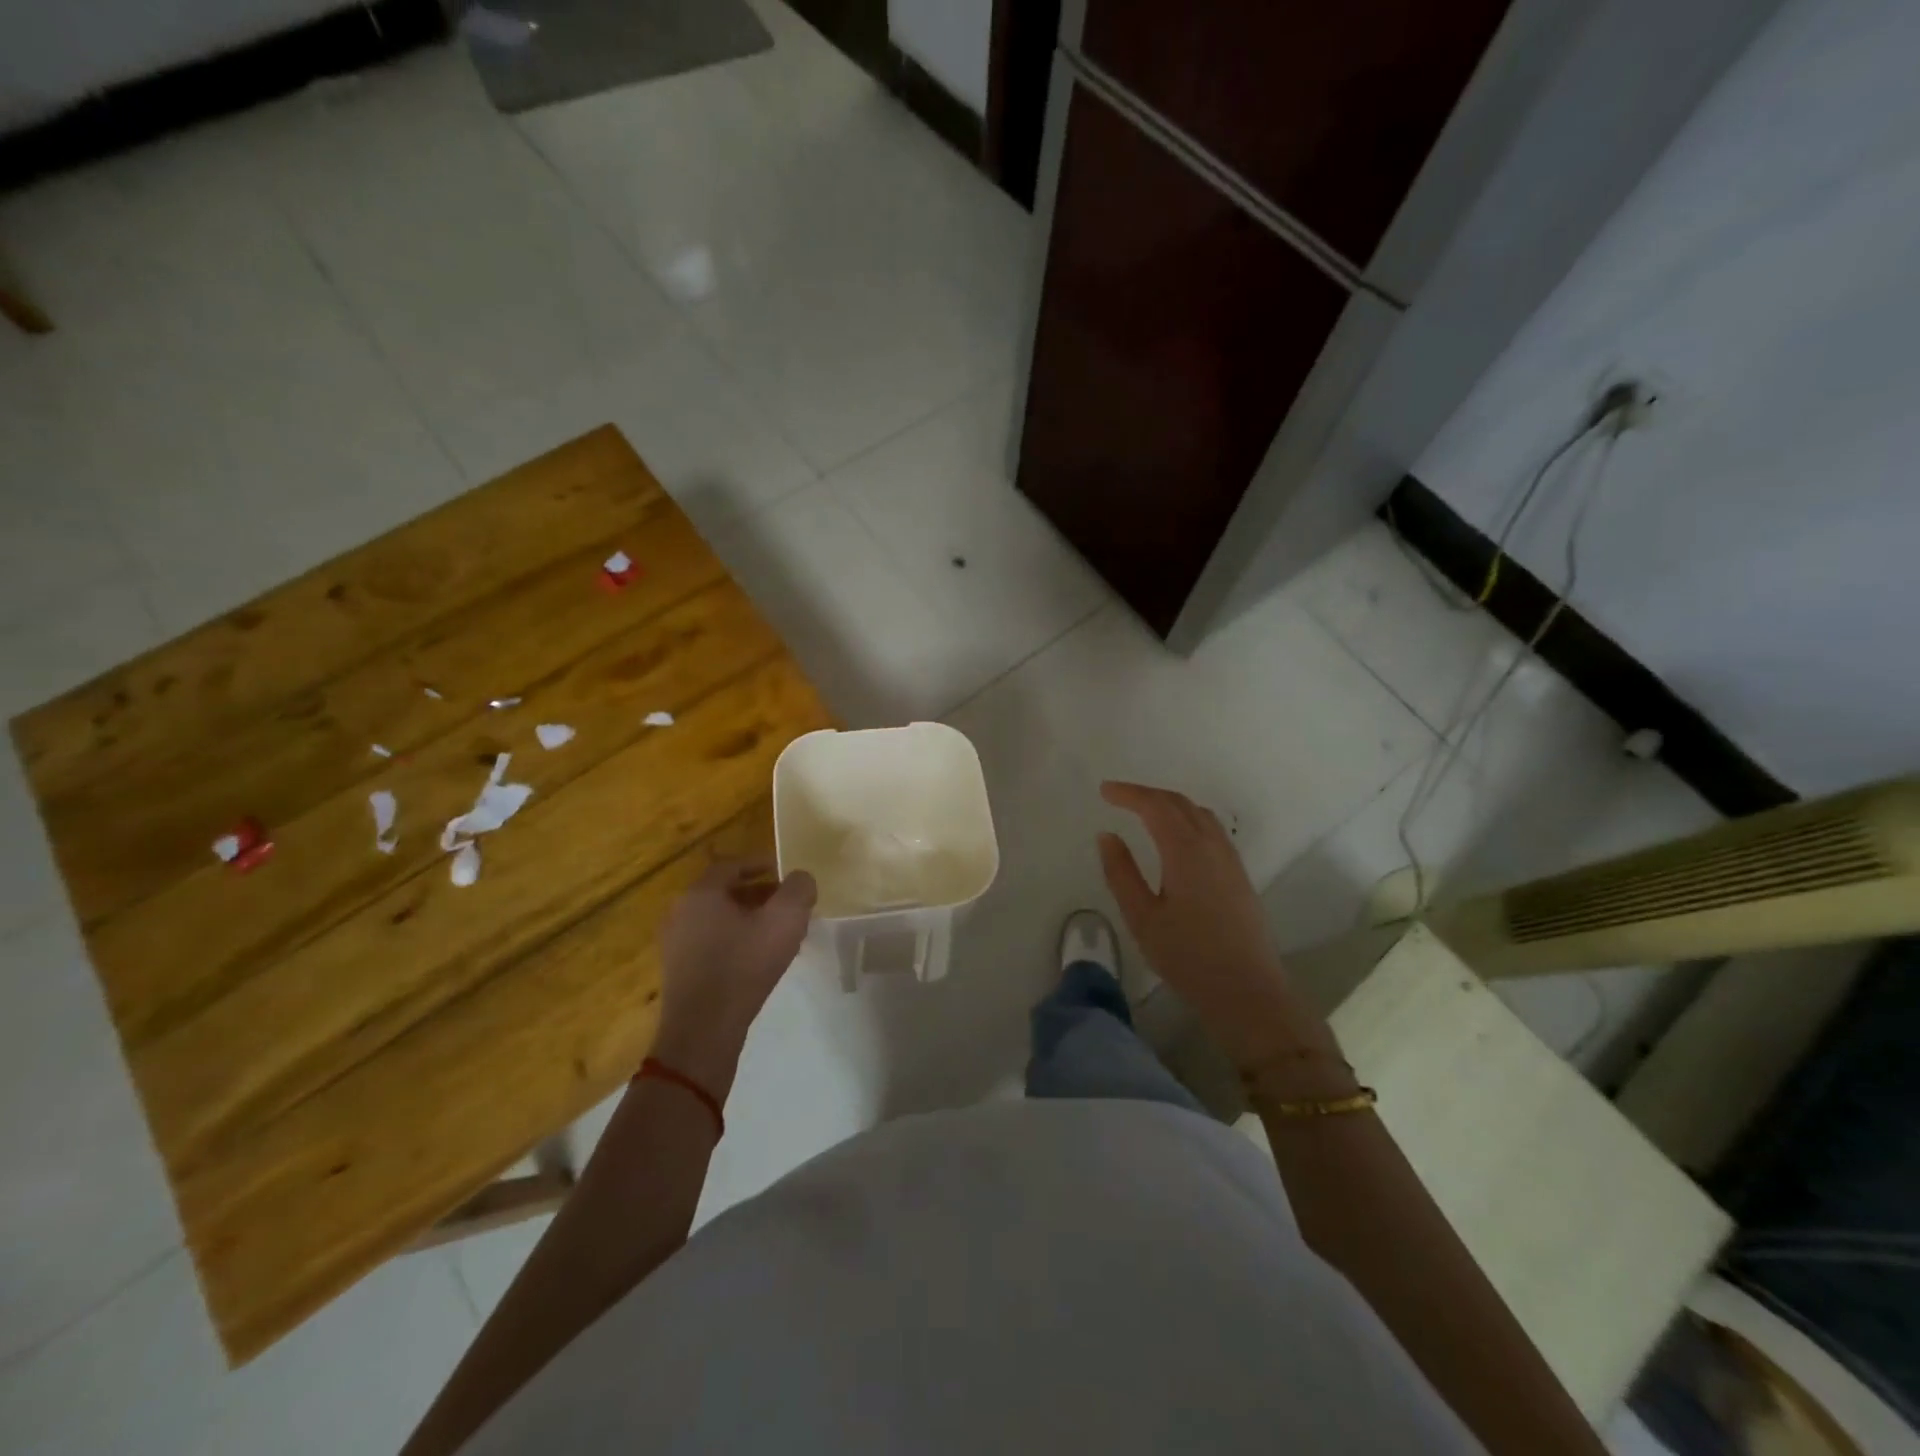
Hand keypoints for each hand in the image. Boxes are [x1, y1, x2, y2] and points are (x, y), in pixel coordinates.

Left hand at [652, 859, 815, 1096]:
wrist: (703, 1030)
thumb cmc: (744, 966)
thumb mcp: (785, 920)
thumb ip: (799, 890)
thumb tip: (801, 879)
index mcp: (701, 893)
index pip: (732, 865)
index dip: (762, 864)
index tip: (786, 874)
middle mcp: (682, 911)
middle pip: (725, 891)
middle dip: (759, 894)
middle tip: (787, 904)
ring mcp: (676, 943)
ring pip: (719, 919)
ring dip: (749, 919)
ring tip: (778, 934)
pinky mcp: (679, 970)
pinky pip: (711, 942)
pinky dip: (735, 940)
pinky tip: (758, 959)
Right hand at [1097, 782, 1327, 1068]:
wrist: (1248, 992)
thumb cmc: (1188, 957)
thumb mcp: (1142, 918)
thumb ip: (1121, 872)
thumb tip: (1107, 836)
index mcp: (1186, 851)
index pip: (1156, 806)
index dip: (1129, 794)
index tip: (1104, 791)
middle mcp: (1212, 846)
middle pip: (1180, 803)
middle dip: (1147, 794)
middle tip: (1118, 797)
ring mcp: (1230, 859)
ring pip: (1199, 814)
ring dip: (1170, 805)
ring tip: (1143, 812)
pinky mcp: (1239, 875)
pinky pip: (1211, 830)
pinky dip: (1187, 819)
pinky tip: (1175, 837)